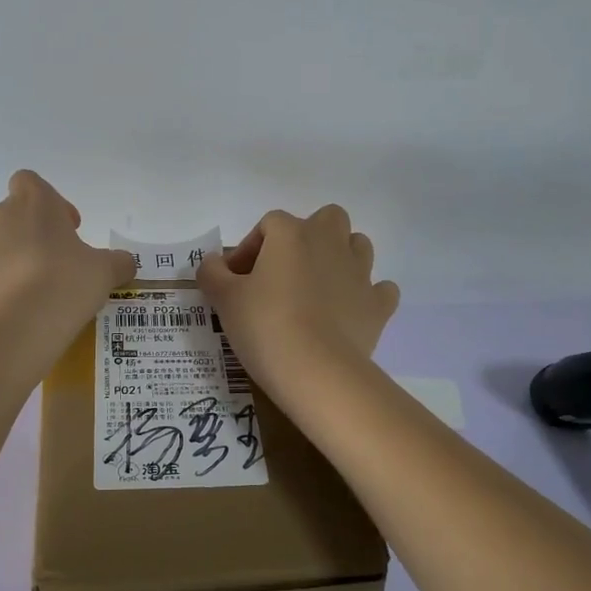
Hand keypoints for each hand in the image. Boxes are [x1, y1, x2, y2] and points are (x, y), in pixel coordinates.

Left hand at [0, 171, 135, 339]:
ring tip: (47, 288)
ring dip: (22, 258)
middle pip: (16, 213)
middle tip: (62, 259)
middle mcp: (1, 217)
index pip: (30, 182)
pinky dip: (10, 284)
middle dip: (37, 232)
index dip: (51, 201)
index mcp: (33, 202)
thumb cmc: (65, 281)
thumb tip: (124, 263)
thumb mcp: (105, 271)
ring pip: (3, 244)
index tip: (70, 228)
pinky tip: (31, 307)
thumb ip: (118, 262)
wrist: (16, 326)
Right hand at [197, 205, 399, 393]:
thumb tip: (212, 262)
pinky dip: (366, 295)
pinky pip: (379, 289)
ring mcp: (360, 272)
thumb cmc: (265, 326)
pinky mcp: (378, 305)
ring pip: (357, 246)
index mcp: (291, 234)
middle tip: (284, 272)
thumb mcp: (224, 299)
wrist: (317, 371)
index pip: (269, 224)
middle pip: (325, 219)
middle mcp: (330, 242)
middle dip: (308, 237)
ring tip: (316, 289)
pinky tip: (349, 312)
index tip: (236, 280)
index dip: (250, 248)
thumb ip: (212, 273)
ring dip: (339, 258)